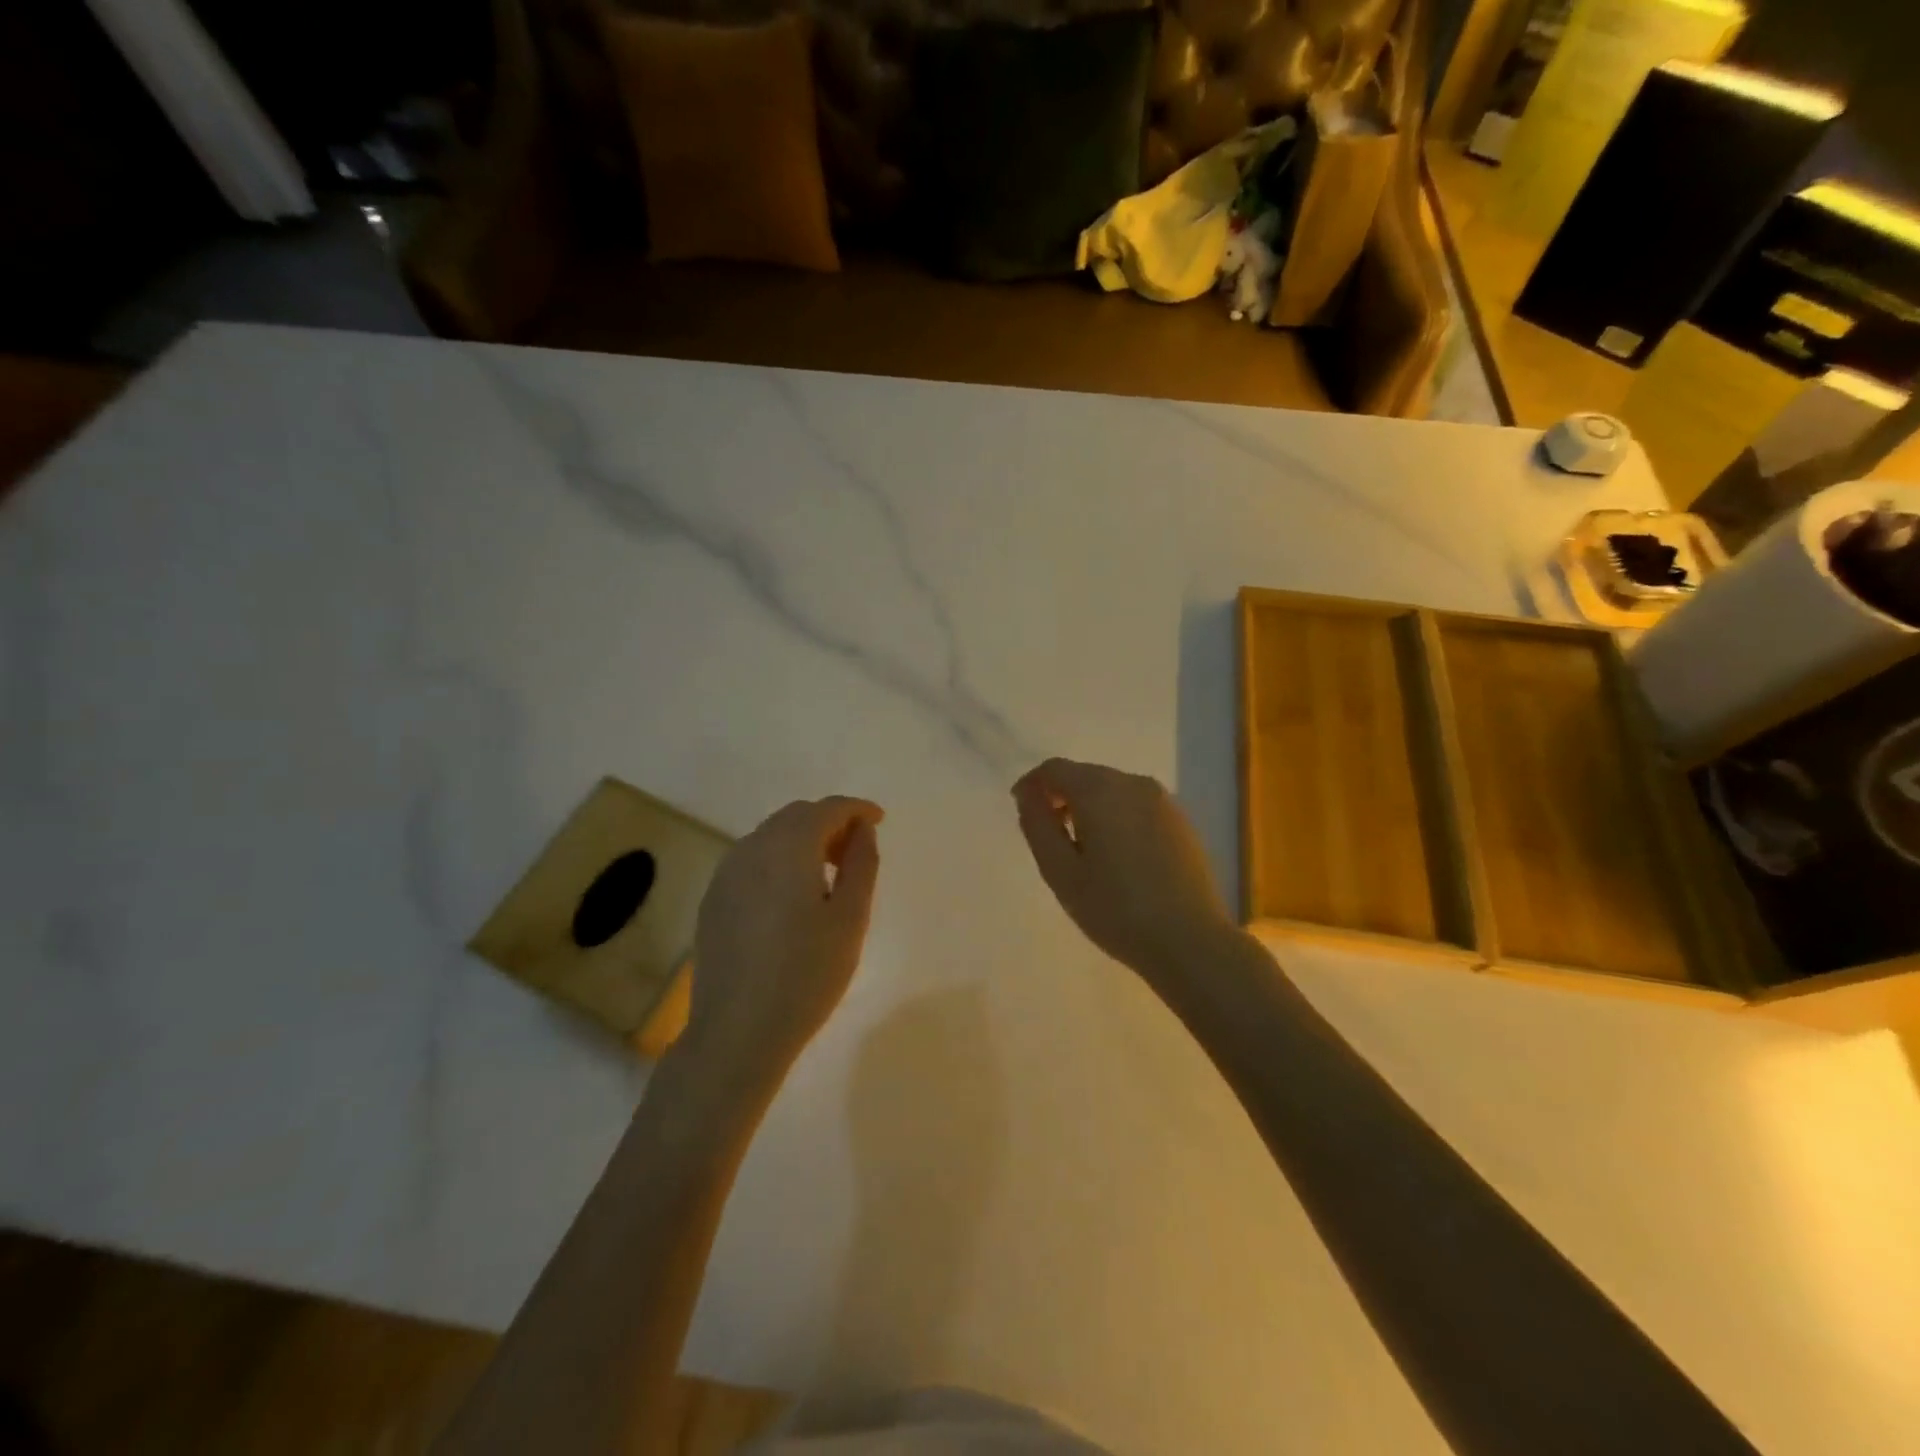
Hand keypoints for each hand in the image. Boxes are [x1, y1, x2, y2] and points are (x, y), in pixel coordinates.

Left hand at [685, 796, 883, 1073]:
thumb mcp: (850, 919)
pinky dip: (779, 861)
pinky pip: (752, 861)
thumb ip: (861, 864)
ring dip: (803, 841)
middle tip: (856, 851)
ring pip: (771, 836)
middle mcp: (752, 848)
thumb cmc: (806, 975)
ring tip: (828, 875)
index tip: (880, 821)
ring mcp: (726, 874)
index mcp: (788, 847)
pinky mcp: (713, 899)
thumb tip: (863, 830)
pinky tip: (791, 897)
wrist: (736, 1032)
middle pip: (796, 816)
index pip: (827, 808)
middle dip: (830, 823)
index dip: (856, 809)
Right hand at [1013, 759, 1236, 983]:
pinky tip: (1118, 857)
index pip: (1054, 769)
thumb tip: (1028, 794)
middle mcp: (1133, 783)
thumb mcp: (1060, 872)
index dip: (1032, 785)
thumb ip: (1037, 825)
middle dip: (1061, 797)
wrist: (1190, 941)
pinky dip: (1117, 818)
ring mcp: (1162, 800)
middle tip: (1050, 837)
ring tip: (1083, 851)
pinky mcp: (1181, 821)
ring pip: (1112, 790)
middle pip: (1085, 775)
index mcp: (1099, 790)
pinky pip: (1136, 806)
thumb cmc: (1115, 909)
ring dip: (1090, 808)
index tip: (1022, 811)